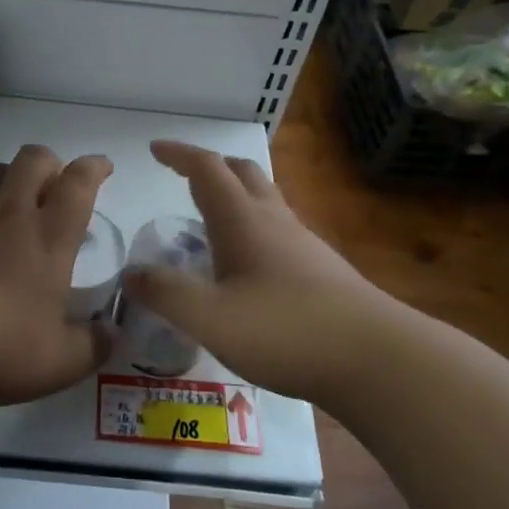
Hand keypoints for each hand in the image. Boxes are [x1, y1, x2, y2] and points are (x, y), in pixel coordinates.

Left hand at [0, 144, 113, 408]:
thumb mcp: (58, 363)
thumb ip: (91, 346)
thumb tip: (111, 334)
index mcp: (49, 238)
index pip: (79, 184)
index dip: (93, 168)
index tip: (101, 166)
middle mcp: (9, 211)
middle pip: (34, 159)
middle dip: (49, 163)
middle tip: (51, 184)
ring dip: (9, 178)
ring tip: (7, 203)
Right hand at [119, 140, 387, 404]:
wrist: (376, 358)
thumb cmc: (286, 330)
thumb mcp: (210, 318)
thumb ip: (166, 294)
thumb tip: (131, 274)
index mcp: (243, 220)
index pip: (207, 169)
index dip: (179, 154)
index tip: (155, 149)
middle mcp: (274, 220)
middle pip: (242, 173)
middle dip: (210, 167)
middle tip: (183, 177)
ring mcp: (303, 242)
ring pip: (265, 199)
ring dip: (234, 195)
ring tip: (209, 220)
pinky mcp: (321, 268)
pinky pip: (279, 228)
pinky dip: (253, 226)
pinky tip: (248, 263)